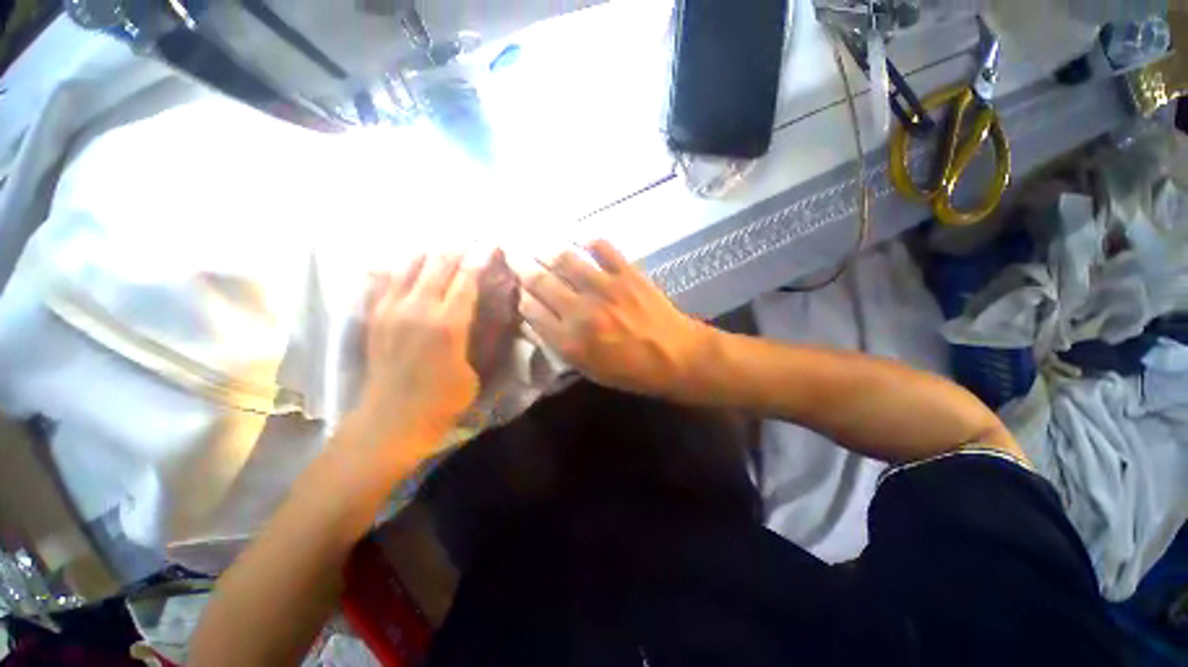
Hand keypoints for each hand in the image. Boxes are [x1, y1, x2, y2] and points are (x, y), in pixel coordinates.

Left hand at [358, 253, 480, 447]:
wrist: (391, 420)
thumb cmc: (443, 400)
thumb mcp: (475, 370)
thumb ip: (483, 336)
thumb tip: (494, 310)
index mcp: (448, 324)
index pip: (467, 278)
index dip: (481, 257)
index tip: (492, 242)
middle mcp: (417, 308)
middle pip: (439, 264)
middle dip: (458, 247)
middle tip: (471, 236)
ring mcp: (390, 309)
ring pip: (410, 265)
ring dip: (430, 250)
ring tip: (443, 241)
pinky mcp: (374, 315)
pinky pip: (385, 278)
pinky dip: (399, 264)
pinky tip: (408, 257)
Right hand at [516, 240, 709, 396]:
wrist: (676, 357)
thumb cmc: (632, 370)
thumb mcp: (590, 370)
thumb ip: (561, 345)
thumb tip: (537, 318)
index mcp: (570, 341)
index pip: (531, 310)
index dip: (520, 296)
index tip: (517, 288)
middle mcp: (581, 311)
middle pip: (541, 282)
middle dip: (521, 267)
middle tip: (512, 253)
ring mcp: (605, 288)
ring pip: (565, 259)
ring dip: (545, 249)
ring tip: (537, 243)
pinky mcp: (627, 273)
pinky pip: (602, 247)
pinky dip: (588, 239)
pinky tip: (579, 238)